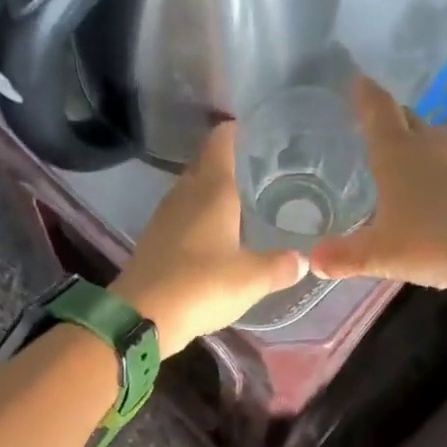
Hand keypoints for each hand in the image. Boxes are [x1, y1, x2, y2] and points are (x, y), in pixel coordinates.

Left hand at [112, 123, 304, 356]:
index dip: (238, 130)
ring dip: (214, 190)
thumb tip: (304, 259)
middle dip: (231, 162)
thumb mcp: (252, 278)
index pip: (222, 141)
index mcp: (211, 189)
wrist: (142, 317)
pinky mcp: (154, 240)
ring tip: (245, 199)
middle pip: (206, 163)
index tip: (260, 131)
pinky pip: (182, 215)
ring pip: (193, 190)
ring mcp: (165, 216)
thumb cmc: (202, 286)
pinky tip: (217, 233)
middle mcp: (185, 193)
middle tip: (262, 169)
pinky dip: (200, 215)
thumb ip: (280, 265)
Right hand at [310, 76, 446, 290]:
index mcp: (395, 152)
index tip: (356, 80)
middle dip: (386, 115)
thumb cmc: (429, 239)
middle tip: (368, 120)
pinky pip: (445, 158)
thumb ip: (344, 256)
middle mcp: (426, 145)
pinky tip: (426, 181)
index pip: (377, 109)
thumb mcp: (379, 253)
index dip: (364, 94)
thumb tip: (312, 261)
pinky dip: (430, 161)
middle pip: (404, 117)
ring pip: (427, 136)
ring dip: (410, 137)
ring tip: (394, 151)